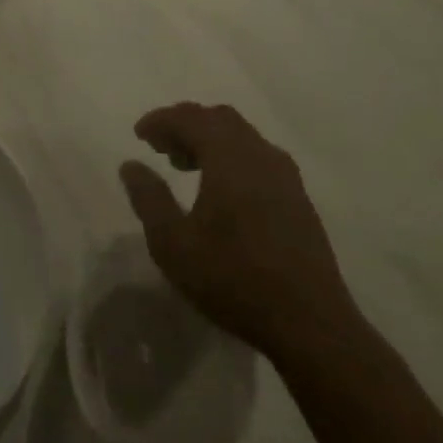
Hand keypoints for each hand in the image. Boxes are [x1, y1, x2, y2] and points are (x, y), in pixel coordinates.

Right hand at [120, 104, 359, 361]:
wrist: (310, 324)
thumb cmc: (233, 279)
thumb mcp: (173, 243)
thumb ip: (149, 198)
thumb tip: (131, 165)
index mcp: (229, 157)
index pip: (190, 118)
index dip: (161, 120)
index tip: (139, 135)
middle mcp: (260, 154)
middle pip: (219, 119)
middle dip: (186, 125)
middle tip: (161, 148)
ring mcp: (285, 176)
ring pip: (242, 137)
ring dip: (210, 140)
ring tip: (186, 167)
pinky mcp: (298, 199)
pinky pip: (258, 157)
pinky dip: (232, 157)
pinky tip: (222, 191)